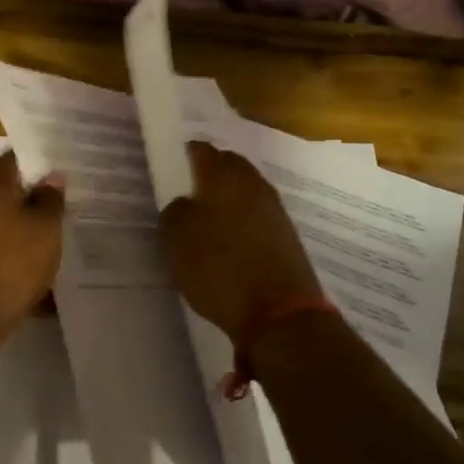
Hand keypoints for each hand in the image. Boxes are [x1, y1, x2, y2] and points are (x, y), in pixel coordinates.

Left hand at [0, 151, 65, 335]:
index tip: (62, 162)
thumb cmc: (11, 263)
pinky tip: (43, 275)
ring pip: (7, 226)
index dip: (38, 158)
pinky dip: (21, 259)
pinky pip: (2, 254)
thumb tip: (51, 178)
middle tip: (68, 200)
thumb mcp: (44, 228)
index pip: (14, 159)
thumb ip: (50, 200)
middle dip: (37, 197)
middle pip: (9, 194)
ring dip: (30, 231)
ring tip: (61, 237)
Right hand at [160, 142, 323, 349]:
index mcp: (222, 177)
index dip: (188, 153)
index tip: (177, 161)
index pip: (202, 151)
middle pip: (230, 165)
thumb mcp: (178, 240)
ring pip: (247, 188)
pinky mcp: (287, 234)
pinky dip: (244, 216)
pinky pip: (259, 213)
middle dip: (213, 169)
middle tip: (193, 183)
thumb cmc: (219, 268)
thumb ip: (176, 212)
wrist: (279, 312)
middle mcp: (252, 184)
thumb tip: (185, 203)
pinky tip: (233, 234)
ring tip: (210, 212)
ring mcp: (274, 208)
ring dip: (231, 194)